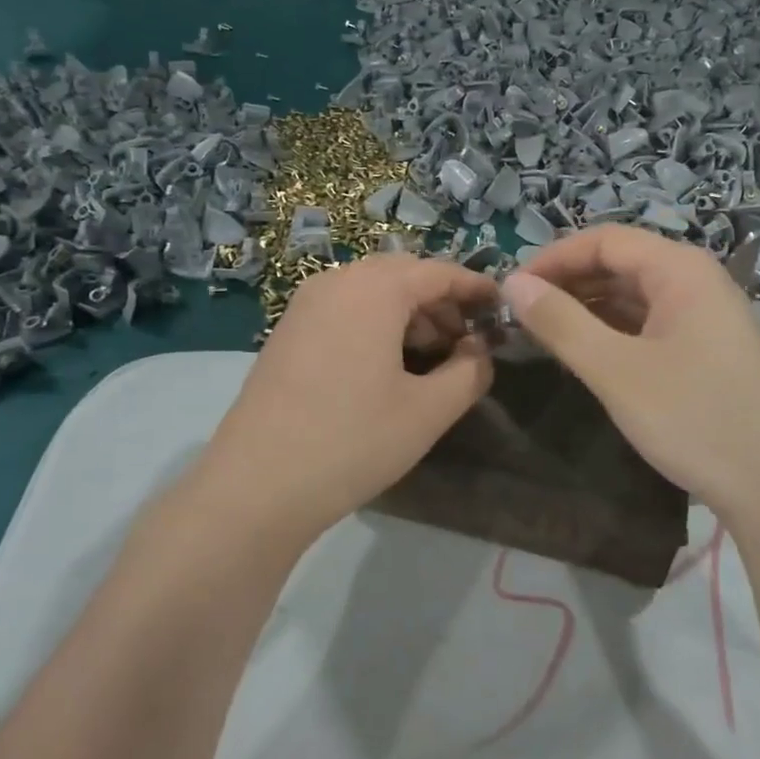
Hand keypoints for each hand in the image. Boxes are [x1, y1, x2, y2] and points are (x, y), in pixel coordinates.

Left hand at [182, 255, 496, 540]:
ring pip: (371, 292)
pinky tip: (386, 367)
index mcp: (374, 290)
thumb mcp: (428, 411)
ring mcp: (305, 305)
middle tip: (467, 342)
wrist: (256, 486)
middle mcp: (336, 282)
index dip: (475, 288)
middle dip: (441, 302)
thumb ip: (470, 372)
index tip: (503, 309)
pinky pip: (345, 310)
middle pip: (403, 276)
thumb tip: (480, 350)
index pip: (438, 272)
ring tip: (431, 358)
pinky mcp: (287, 332)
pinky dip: (376, 324)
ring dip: (409, 314)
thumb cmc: (353, 442)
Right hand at [504, 226, 759, 525]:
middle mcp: (697, 281)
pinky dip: (613, 332)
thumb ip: (561, 323)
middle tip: (521, 315)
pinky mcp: (708, 350)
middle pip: (621, 264)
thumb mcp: (616, 370)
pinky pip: (651, 324)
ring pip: (634, 296)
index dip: (553, 258)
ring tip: (544, 334)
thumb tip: (513, 284)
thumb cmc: (694, 419)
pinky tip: (587, 355)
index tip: (511, 289)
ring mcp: (707, 317)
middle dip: (568, 283)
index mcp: (680, 270)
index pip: (605, 240)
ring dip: (588, 309)